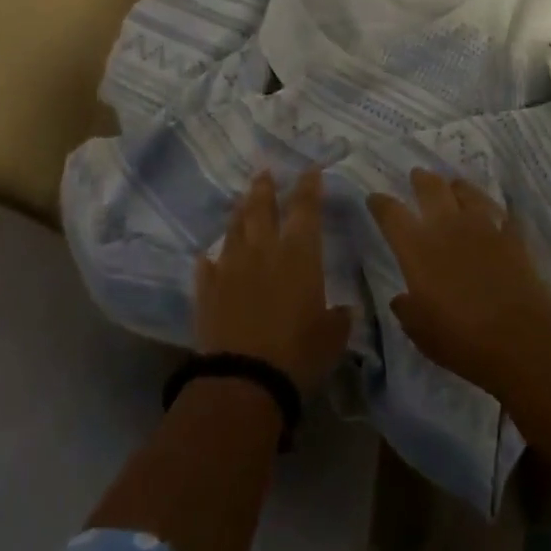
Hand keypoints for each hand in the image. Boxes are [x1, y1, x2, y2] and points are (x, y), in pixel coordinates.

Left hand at [196, 170, 352, 392]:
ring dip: (238, 212)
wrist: (243, 380)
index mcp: (299, 254)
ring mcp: (231, 267)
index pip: (306, 208)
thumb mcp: (332, 336)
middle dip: (265, 187)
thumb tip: (343, 310)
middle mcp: (263, 250)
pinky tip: (208, 256)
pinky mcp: (206, 290)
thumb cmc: (298, 354)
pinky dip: (210, 258)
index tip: (310, 169)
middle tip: (264, 172)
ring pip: (233, 229)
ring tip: (240, 201)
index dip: (309, 186)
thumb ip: (338, 317)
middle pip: (261, 207)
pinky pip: (207, 266)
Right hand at [367, 169, 550, 397]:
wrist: (522, 336)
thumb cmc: (462, 339)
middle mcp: (446, 226)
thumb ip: (407, 311)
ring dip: (455, 187)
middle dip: (420, 179)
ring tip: (452, 187)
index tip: (375, 198)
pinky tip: (489, 213)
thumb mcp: (422, 333)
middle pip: (430, 187)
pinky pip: (496, 210)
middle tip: (417, 176)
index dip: (380, 203)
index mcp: (417, 247)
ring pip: (465, 190)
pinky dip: (488, 208)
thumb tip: (402, 298)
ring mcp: (482, 225)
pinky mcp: (510, 233)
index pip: (391, 213)